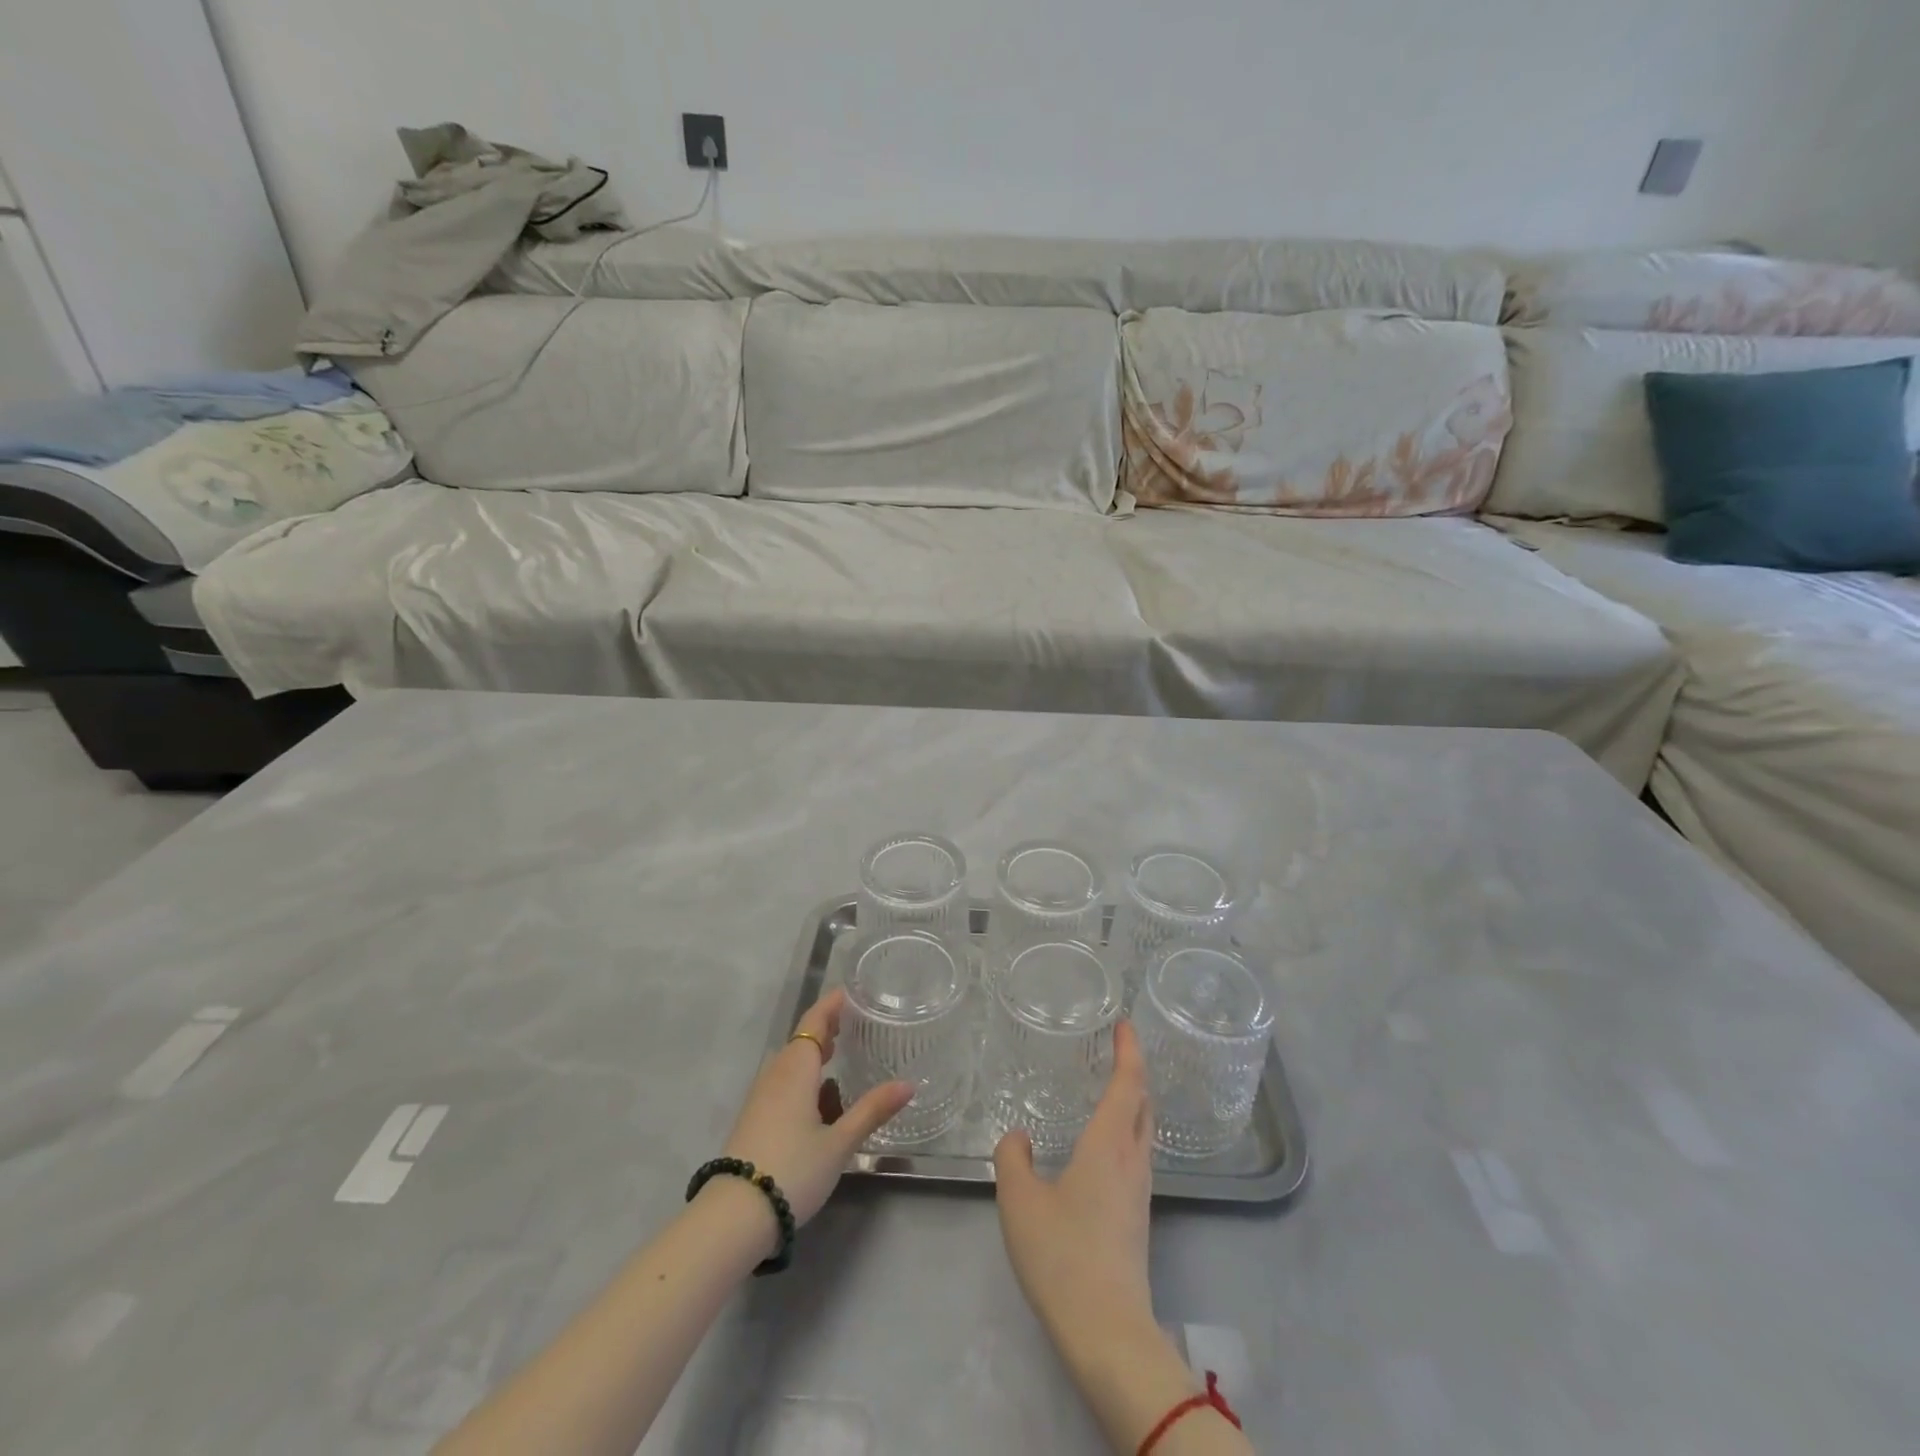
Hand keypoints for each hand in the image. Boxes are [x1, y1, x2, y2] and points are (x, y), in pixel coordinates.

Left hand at [720, 989, 912, 1237]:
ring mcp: (761, 1096)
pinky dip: (806, 1077)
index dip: (833, 1004)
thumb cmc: (792, 1170)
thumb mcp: (840, 1142)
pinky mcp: (755, 1118)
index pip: (815, 1020)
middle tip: (859, 1022)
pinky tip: (823, 1099)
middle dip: (829, 1028)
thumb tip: (909, 1084)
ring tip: (844, 1055)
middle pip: (803, 1038)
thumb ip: (872, 1110)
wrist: (733, 1217)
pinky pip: (785, 1083)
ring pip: (793, 1063)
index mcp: (796, 1068)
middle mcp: (776, 1073)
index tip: (855, 992)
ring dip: (816, 1054)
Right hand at [993, 1020, 1156, 1355]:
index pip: (1128, 1084)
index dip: (1129, 1050)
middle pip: (1144, 1104)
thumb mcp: (1020, 1201)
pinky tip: (1103, 1144)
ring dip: (1133, 1102)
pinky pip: (1137, 1154)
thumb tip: (1018, 1137)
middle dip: (1135, 1071)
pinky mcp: (1137, 1217)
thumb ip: (1012, 1158)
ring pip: (1143, 1130)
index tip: (1126, 1023)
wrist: (1108, 1332)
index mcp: (1109, 1145)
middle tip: (1118, 1048)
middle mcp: (1132, 1160)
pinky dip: (1126, 1130)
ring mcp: (1139, 1191)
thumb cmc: (1063, 1255)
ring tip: (1110, 1088)